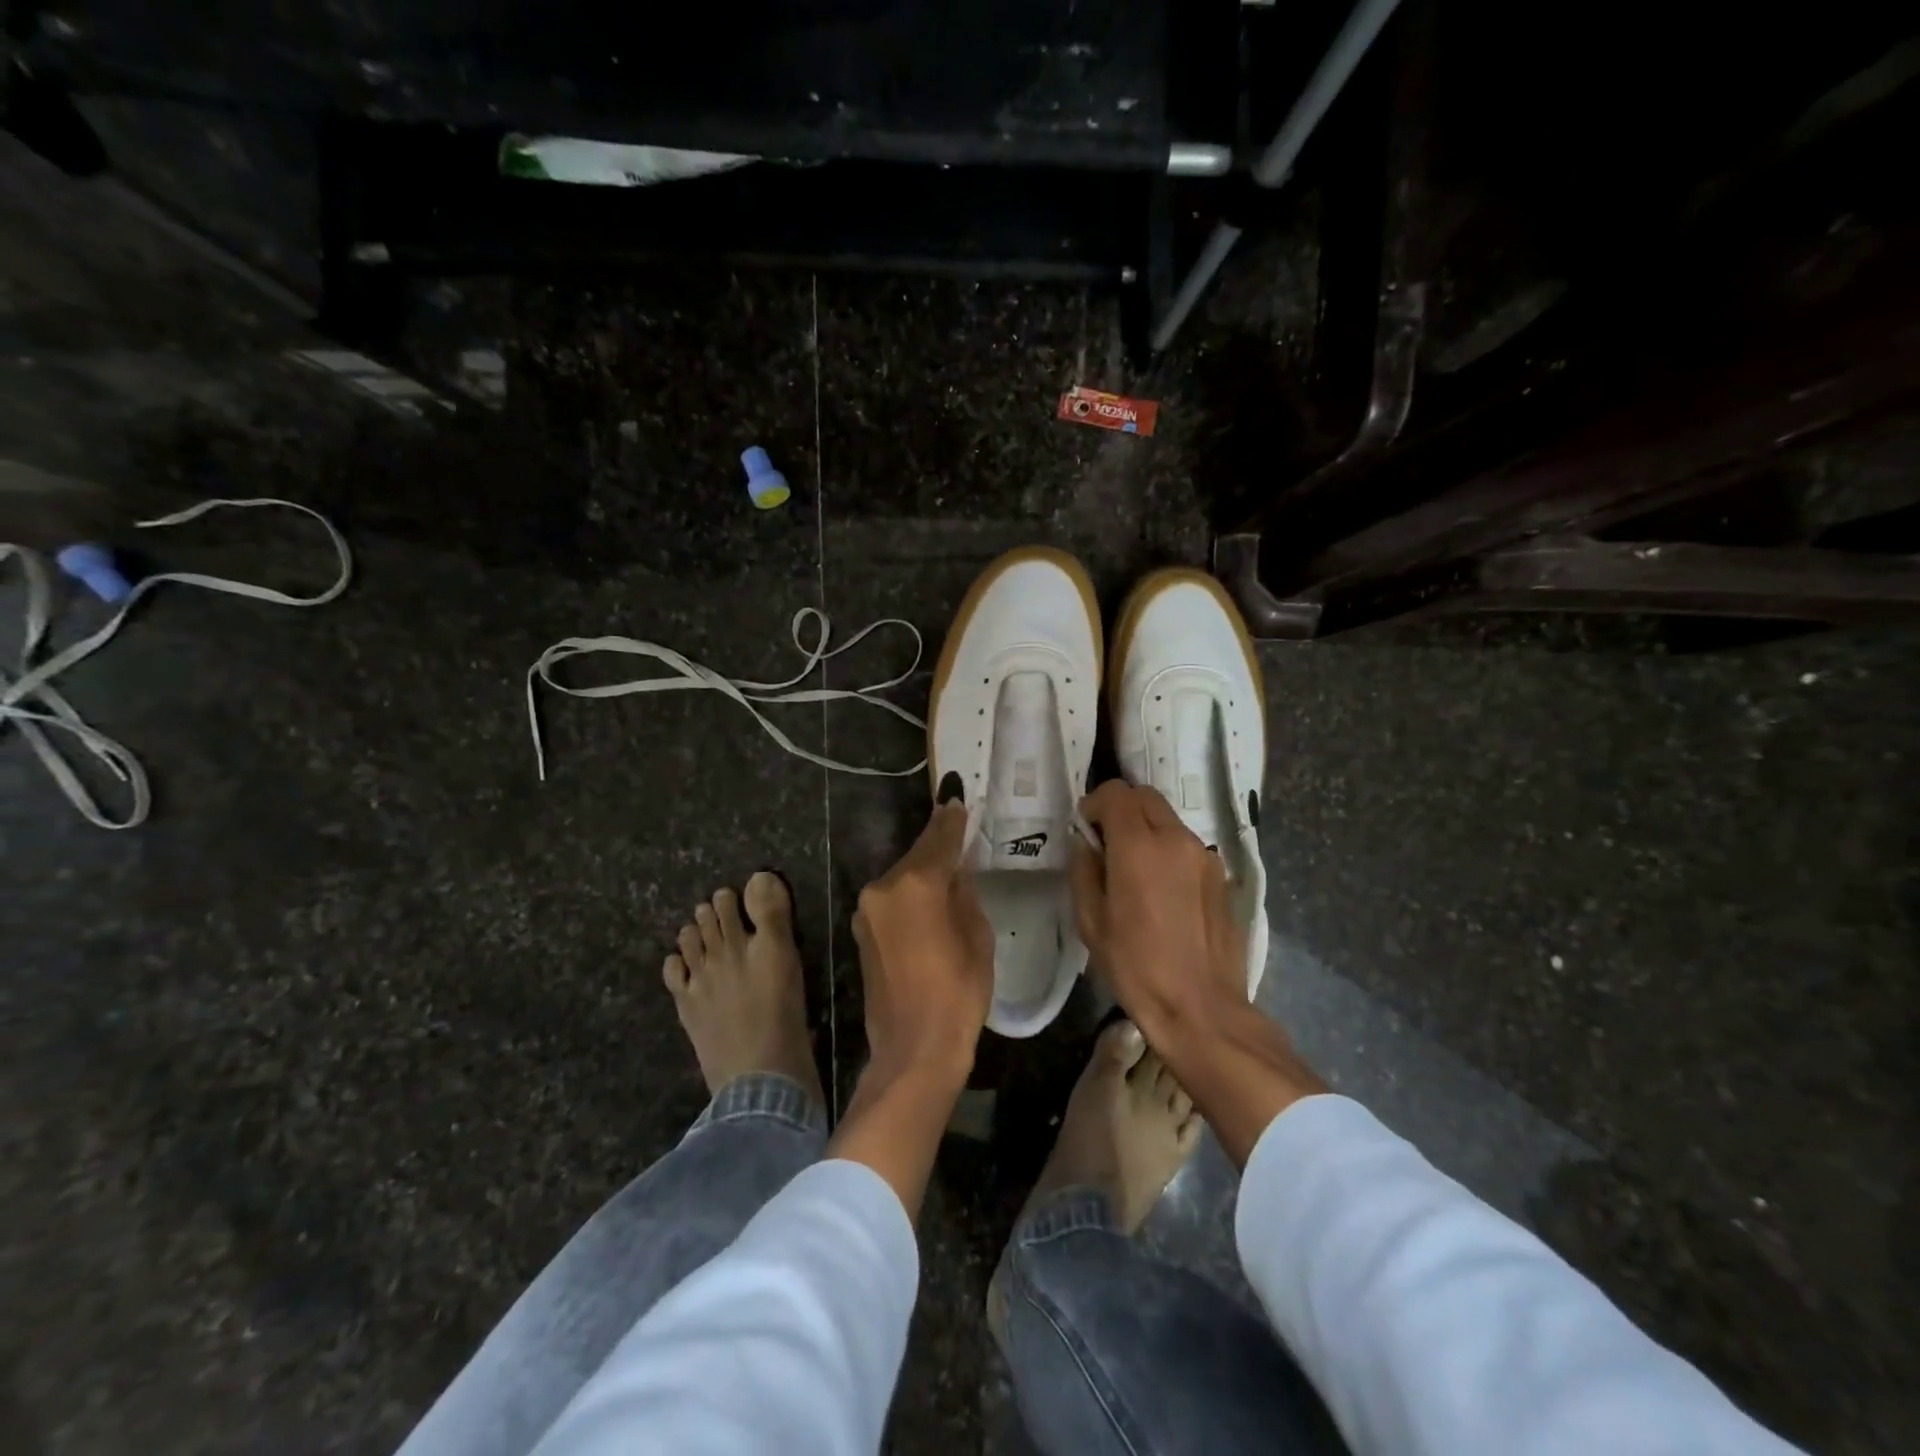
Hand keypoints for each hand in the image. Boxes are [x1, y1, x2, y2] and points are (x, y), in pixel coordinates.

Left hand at [852, 801, 994, 1083]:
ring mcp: (867, 909)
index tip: (957, 798)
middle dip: (938, 846)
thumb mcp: (977, 936)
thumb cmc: (958, 993)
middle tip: (959, 831)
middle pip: (917, 856)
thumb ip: (964, 892)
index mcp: (916, 884)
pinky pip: (891, 899)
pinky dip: (909, 895)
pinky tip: (927, 903)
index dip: (951, 818)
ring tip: (948, 872)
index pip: (939, 838)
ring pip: (902, 877)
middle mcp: (884, 888)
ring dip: (922, 872)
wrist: (913, 1050)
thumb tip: (956, 869)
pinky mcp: (861, 930)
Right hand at [1071, 780, 1326, 1164]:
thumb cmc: (1136, 967)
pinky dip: (1168, 850)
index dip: (1095, 805)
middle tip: (1107, 845)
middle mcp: (1177, 839)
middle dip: (1121, 809)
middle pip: (1145, 796)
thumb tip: (1085, 842)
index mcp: (1139, 846)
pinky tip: (1162, 891)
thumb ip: (1084, 870)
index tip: (1086, 832)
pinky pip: (1187, 845)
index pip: (1116, 793)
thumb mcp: (1091, 922)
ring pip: (1168, 819)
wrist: (1201, 1008)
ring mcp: (1205, 855)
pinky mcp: (1221, 875)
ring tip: (1135, 871)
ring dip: (1146, 829)